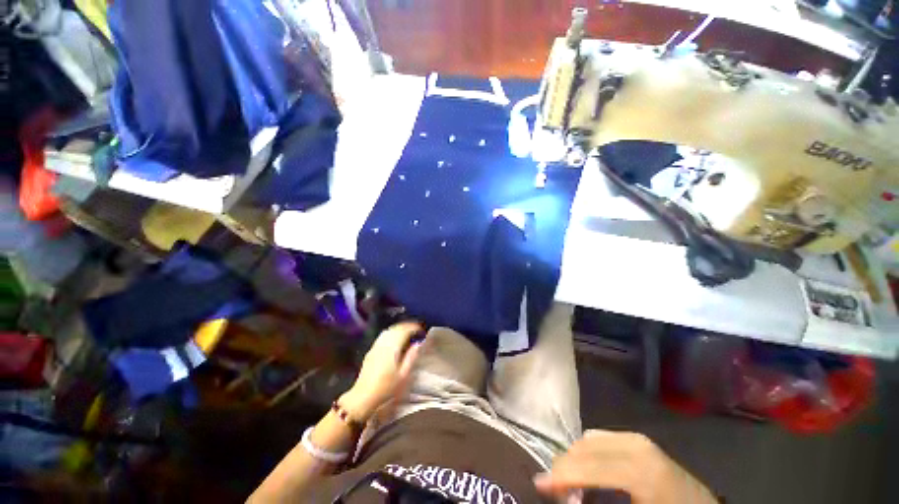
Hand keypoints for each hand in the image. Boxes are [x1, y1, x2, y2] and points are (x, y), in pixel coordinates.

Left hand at [341, 322, 422, 421]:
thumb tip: (418, 343)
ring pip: (389, 330)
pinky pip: (384, 335)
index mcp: (392, 347)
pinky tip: (396, 338)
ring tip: (408, 332)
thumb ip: (411, 357)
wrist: (363, 396)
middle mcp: (383, 343)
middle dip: (407, 326)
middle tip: (417, 329)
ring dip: (399, 328)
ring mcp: (376, 345)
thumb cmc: (386, 387)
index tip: (422, 330)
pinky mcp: (371, 350)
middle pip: (396, 328)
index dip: (414, 327)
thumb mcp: (403, 375)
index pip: (404, 330)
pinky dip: (392, 332)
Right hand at [534, 430, 717, 503]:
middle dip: (565, 467)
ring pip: (590, 439)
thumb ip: (597, 503)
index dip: (561, 476)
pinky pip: (602, 438)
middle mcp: (636, 446)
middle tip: (557, 491)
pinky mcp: (639, 440)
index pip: (588, 466)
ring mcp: (638, 439)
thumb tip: (569, 498)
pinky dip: (589, 452)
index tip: (539, 485)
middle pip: (584, 448)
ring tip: (573, 483)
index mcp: (641, 471)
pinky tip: (590, 470)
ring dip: (576, 459)